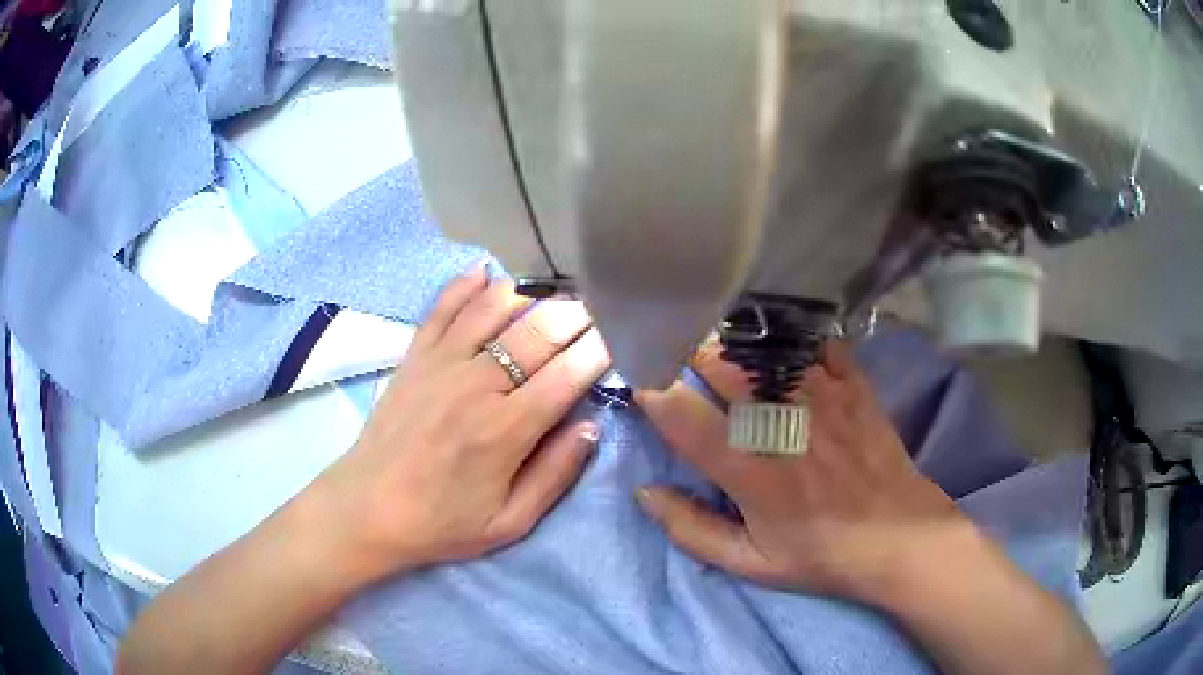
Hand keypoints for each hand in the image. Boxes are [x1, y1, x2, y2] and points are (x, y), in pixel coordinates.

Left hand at [317, 266, 609, 582]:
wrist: (368, 509)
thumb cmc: (443, 522)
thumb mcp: (510, 522)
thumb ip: (555, 474)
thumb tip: (593, 425)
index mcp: (506, 430)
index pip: (567, 374)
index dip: (600, 349)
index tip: (622, 334)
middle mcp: (476, 385)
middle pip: (537, 331)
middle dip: (577, 313)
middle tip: (600, 303)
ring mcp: (441, 363)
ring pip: (494, 308)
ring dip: (531, 291)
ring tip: (557, 285)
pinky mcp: (415, 356)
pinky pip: (443, 308)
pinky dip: (466, 285)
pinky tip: (487, 271)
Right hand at [635, 339, 971, 603]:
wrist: (898, 537)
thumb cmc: (821, 554)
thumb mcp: (749, 562)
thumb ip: (691, 530)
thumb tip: (645, 492)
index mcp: (750, 471)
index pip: (682, 415)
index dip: (651, 390)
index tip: (642, 384)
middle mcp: (781, 424)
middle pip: (719, 364)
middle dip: (688, 356)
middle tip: (680, 360)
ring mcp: (822, 397)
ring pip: (762, 347)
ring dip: (734, 345)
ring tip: (725, 353)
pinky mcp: (852, 385)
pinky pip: (814, 342)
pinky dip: (791, 341)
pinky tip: (782, 351)